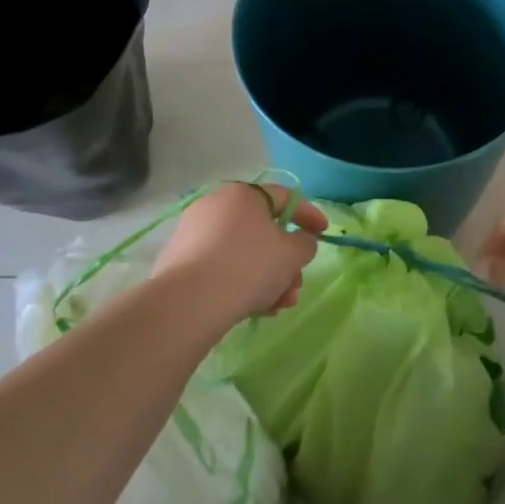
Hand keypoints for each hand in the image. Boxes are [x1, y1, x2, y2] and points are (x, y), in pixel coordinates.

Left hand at [152, 183, 327, 325]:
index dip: (309, 215)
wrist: (191, 301)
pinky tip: (256, 309)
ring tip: (279, 306)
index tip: (324, 233)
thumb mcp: (292, 253)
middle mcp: (215, 205)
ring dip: (268, 278)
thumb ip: (305, 242)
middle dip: (285, 262)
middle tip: (297, 285)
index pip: (284, 198)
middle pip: (262, 231)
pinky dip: (242, 283)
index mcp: (242, 194)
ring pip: (243, 253)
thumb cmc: (250, 265)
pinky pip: (221, 267)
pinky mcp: (180, 261)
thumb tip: (300, 240)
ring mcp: (194, 233)